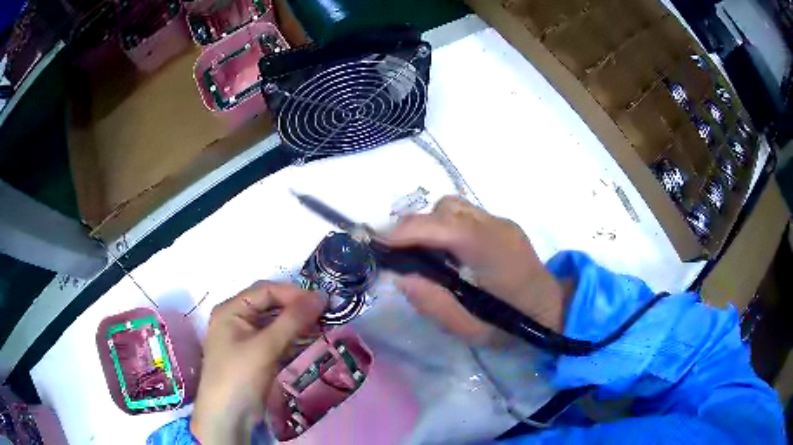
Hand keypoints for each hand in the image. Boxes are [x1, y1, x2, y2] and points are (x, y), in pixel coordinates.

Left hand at [190, 282, 324, 443]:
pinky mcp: (256, 356)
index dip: (293, 293)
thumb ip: (292, 320)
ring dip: (298, 324)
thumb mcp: (265, 346)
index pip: (266, 291)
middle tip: (326, 314)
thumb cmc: (239, 375)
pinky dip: (294, 339)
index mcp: (231, 309)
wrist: (229, 417)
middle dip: (297, 309)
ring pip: (276, 324)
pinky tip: (312, 341)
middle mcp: (237, 319)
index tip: (321, 301)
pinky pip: (278, 340)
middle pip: (271, 306)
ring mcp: (246, 339)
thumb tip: (321, 296)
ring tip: (324, 326)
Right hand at [386, 196, 565, 343]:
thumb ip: (433, 303)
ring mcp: (501, 222)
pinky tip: (448, 254)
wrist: (554, 310)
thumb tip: (400, 276)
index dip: (407, 230)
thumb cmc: (514, 325)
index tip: (378, 245)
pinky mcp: (502, 225)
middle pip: (446, 208)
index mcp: (492, 251)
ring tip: (425, 256)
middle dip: (416, 227)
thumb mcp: (470, 328)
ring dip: (431, 226)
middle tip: (400, 256)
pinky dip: (446, 228)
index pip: (444, 225)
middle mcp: (497, 226)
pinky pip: (464, 215)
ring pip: (453, 207)